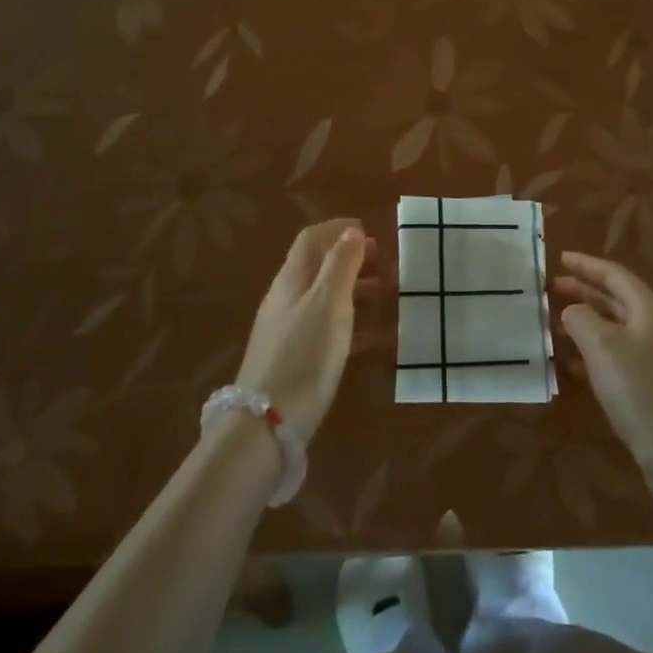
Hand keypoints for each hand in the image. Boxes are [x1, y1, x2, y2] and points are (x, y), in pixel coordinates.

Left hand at [235, 220, 377, 440]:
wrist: (266, 423)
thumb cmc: (304, 355)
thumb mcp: (329, 303)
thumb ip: (341, 265)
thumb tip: (351, 231)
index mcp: (292, 279)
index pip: (310, 239)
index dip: (337, 230)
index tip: (369, 231)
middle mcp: (286, 299)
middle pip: (318, 267)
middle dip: (350, 259)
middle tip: (383, 263)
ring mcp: (288, 331)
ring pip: (325, 299)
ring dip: (354, 290)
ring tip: (386, 295)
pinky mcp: (294, 360)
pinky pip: (327, 330)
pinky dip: (352, 325)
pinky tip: (376, 339)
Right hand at [553, 251, 652, 492]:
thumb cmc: (641, 389)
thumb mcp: (602, 345)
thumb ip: (580, 318)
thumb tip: (573, 311)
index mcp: (649, 308)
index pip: (614, 275)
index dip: (586, 265)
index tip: (560, 258)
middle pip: (616, 300)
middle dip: (583, 292)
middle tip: (552, 290)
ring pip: (615, 330)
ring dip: (586, 324)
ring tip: (555, 327)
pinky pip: (619, 358)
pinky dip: (595, 354)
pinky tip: (574, 366)